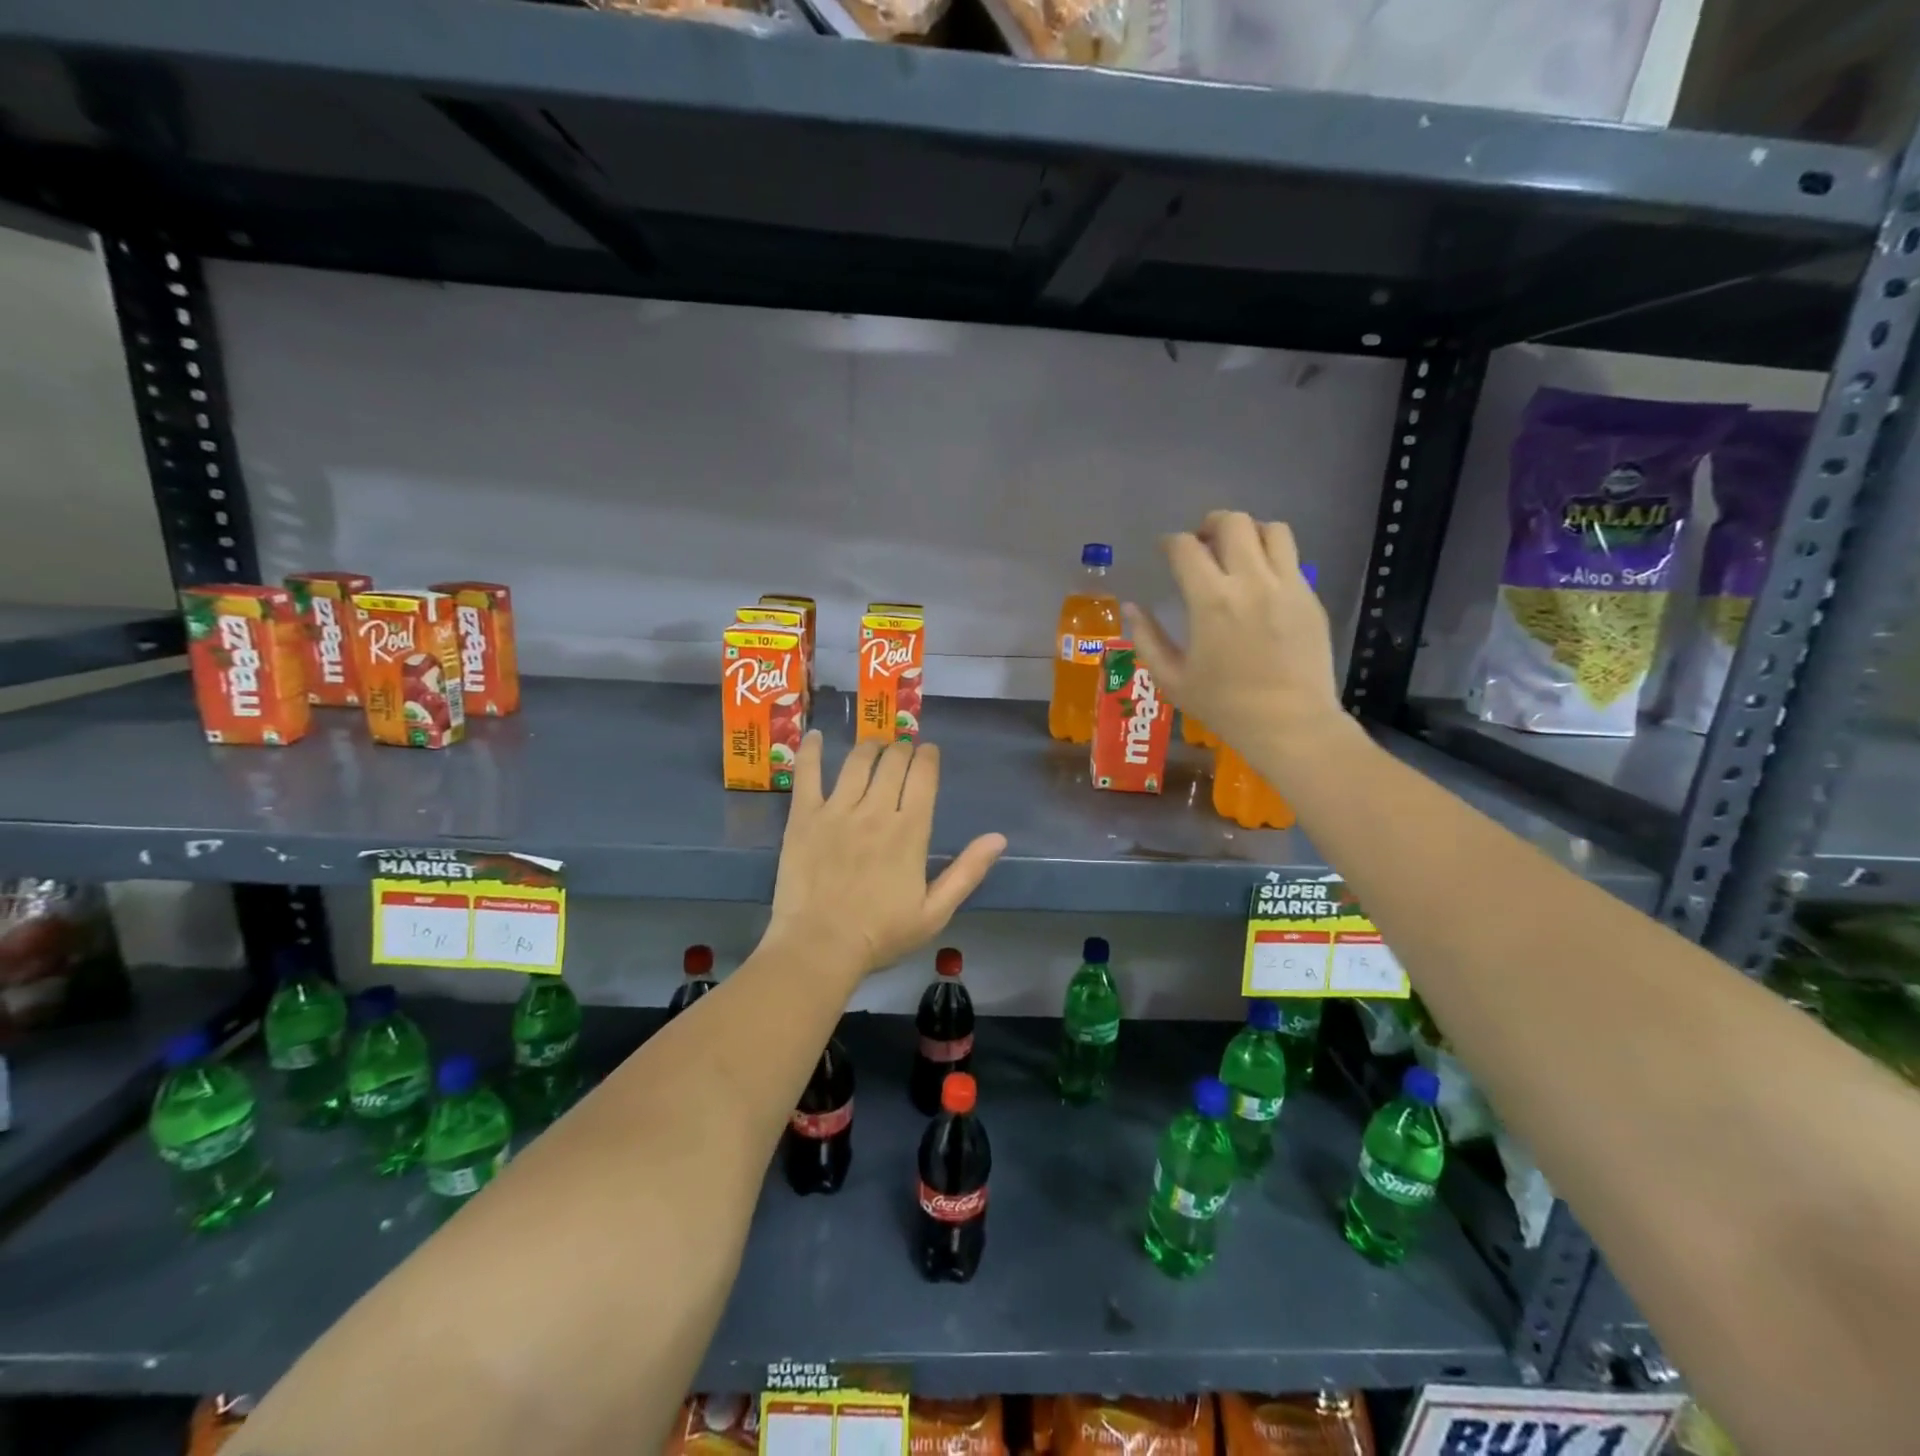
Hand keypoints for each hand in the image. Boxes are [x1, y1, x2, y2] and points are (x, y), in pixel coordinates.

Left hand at [765, 733, 1005, 978]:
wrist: (820, 947)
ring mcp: (836, 810)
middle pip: (892, 762)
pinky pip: (807, 774)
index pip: (923, 776)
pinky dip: (811, 751)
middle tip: (902, 750)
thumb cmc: (881, 935)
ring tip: (873, 746)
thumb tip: (998, 838)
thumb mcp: (935, 912)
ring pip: (856, 761)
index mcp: (910, 830)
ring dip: (870, 747)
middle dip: (902, 749)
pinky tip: (814, 735)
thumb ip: (967, 871)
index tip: (929, 752)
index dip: (928, 757)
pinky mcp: (803, 817)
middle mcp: (875, 810)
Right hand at [1124, 512, 1347, 773]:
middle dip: (1211, 524)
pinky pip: (1292, 558)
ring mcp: (1287, 586)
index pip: (1186, 548)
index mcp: (1211, 601)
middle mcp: (1251, 582)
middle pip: (1233, 523)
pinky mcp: (1310, 597)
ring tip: (1238, 552)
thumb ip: (1147, 639)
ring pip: (1272, 530)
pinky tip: (1260, 581)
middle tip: (1202, 542)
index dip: (1171, 543)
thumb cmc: (1224, 706)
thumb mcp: (1172, 679)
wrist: (1289, 724)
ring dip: (1249, 532)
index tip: (1166, 550)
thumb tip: (1132, 608)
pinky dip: (1271, 557)